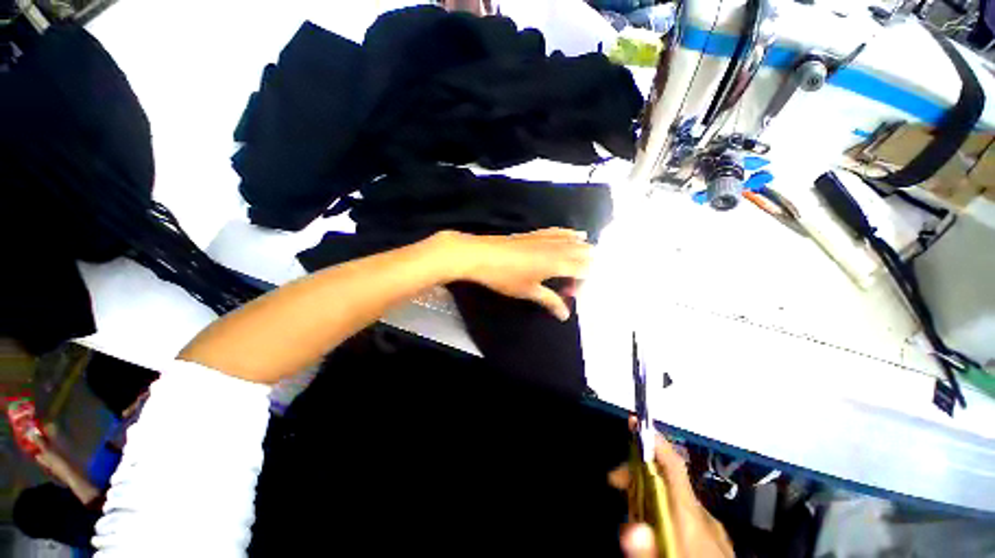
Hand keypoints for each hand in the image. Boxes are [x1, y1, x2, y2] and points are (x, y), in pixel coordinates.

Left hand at [447, 228, 591, 320]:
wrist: (482, 255)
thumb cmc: (506, 276)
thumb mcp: (529, 291)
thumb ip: (550, 301)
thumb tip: (565, 315)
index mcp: (558, 263)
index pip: (583, 270)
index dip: (582, 283)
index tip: (570, 294)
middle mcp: (557, 248)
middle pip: (583, 252)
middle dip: (585, 266)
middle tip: (571, 282)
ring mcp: (546, 238)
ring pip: (574, 240)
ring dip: (582, 249)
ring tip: (587, 255)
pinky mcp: (536, 233)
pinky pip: (559, 231)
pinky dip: (570, 234)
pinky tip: (574, 234)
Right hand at [610, 424, 733, 557]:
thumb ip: (649, 551)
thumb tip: (630, 527)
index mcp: (693, 517)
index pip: (674, 467)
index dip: (653, 441)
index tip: (635, 423)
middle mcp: (704, 516)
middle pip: (669, 479)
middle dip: (639, 471)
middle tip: (615, 481)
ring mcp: (712, 528)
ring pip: (677, 497)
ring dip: (650, 492)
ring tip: (631, 507)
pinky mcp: (715, 540)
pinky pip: (686, 514)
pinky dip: (665, 508)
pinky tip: (657, 524)